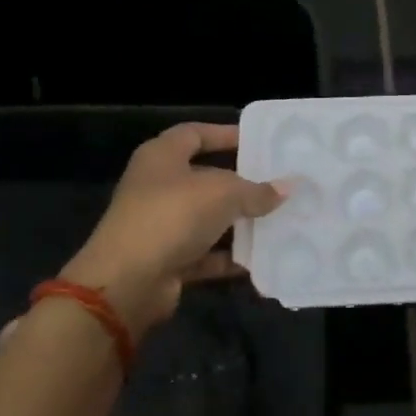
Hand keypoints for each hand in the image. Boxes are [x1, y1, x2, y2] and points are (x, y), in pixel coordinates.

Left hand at [57, 123, 283, 334]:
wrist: (128, 282)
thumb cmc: (173, 216)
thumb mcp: (223, 194)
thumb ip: (257, 191)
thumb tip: (287, 188)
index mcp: (162, 157)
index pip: (195, 134)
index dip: (225, 134)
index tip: (258, 142)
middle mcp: (157, 187)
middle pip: (205, 178)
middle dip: (241, 183)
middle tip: (278, 184)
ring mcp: (160, 225)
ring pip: (207, 218)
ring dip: (239, 222)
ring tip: (279, 220)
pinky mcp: (167, 259)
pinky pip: (206, 253)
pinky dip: (230, 257)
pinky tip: (261, 257)